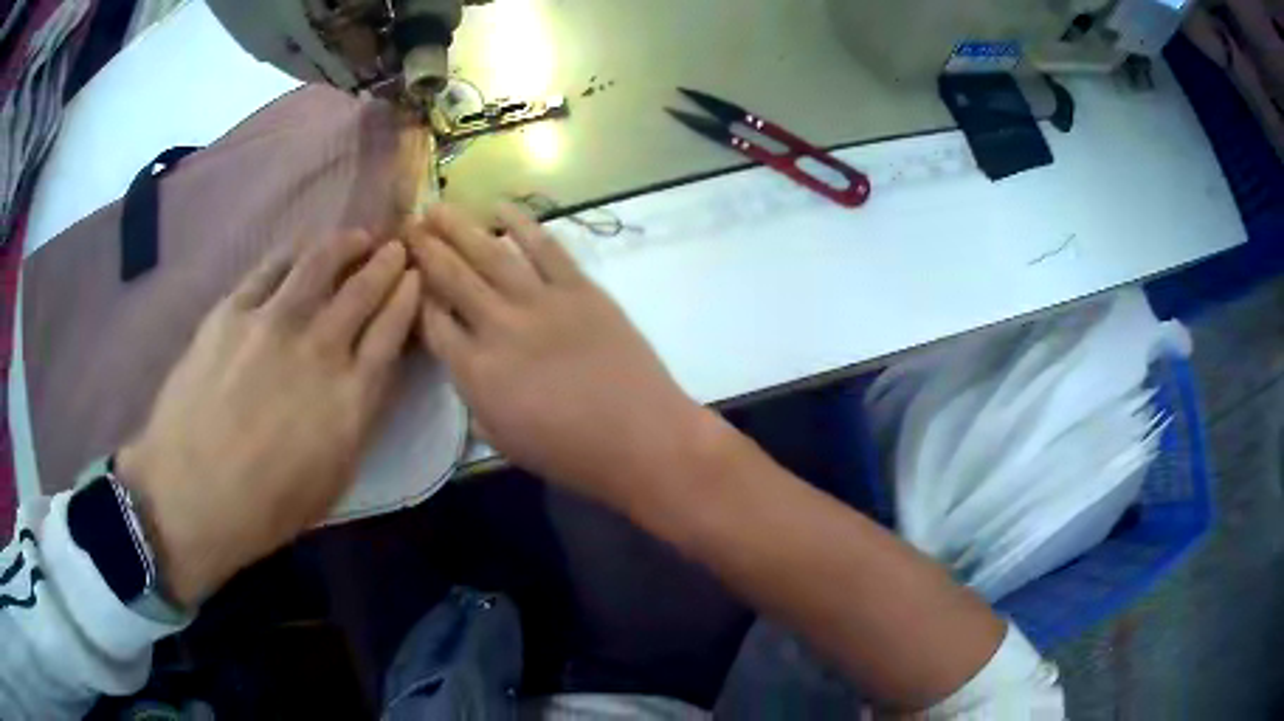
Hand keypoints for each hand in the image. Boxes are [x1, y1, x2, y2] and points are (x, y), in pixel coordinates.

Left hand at [117, 231, 420, 606]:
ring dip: (346, 243)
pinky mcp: (232, 311)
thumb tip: (370, 376)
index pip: (392, 330)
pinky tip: (304, 248)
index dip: (408, 297)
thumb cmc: (265, 507)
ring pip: (321, 263)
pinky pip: (272, 267)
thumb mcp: (333, 479)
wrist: (190, 495)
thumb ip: (357, 420)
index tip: (416, 277)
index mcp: (350, 398)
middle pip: (364, 288)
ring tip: (357, 237)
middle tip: (396, 247)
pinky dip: (296, 251)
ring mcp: (273, 323)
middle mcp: (320, 349)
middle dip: (387, 262)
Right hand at [407, 204, 715, 505]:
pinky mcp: (579, 289)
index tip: (406, 275)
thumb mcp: (503, 440)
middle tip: (409, 225)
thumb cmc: (571, 453)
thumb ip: (475, 400)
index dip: (416, 296)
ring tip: (437, 207)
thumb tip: (465, 367)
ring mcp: (540, 303)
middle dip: (426, 250)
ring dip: (460, 227)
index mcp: (476, 372)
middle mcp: (498, 328)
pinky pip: (545, 248)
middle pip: (452, 279)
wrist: (641, 437)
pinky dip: (522, 224)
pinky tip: (500, 206)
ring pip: (490, 255)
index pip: (432, 323)